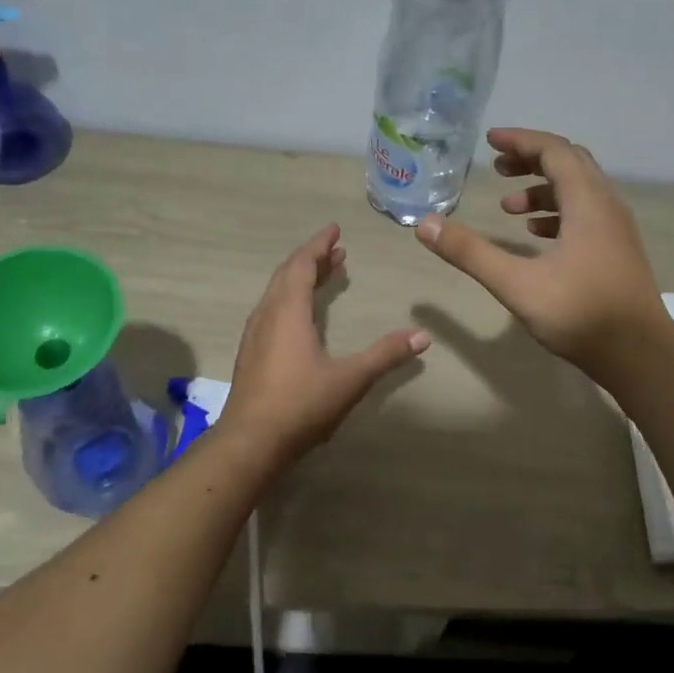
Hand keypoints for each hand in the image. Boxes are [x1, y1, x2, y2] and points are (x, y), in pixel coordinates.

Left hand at [224, 225, 430, 462]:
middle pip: (287, 275)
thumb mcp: (350, 378)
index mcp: (288, 312)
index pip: (302, 265)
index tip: (334, 230)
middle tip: (336, 251)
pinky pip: (271, 311)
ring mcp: (255, 336)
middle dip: (312, 259)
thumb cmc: (301, 404)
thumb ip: (386, 355)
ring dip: (300, 279)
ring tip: (324, 276)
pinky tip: (301, 317)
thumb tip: (423, 336)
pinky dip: (290, 299)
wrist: (250, 442)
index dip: (318, 245)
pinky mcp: (251, 355)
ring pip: (277, 293)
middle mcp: (267, 316)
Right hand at [415, 128, 667, 376]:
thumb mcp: (516, 283)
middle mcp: (607, 206)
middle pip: (570, 164)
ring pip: (579, 191)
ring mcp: (616, 230)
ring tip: (508, 206)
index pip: (554, 151)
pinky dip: (557, 213)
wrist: (640, 356)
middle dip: (531, 160)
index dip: (521, 141)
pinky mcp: (618, 251)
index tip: (490, 142)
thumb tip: (425, 224)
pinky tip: (535, 234)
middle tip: (497, 168)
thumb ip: (470, 252)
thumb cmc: (580, 314)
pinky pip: (586, 214)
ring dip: (543, 189)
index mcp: (587, 203)